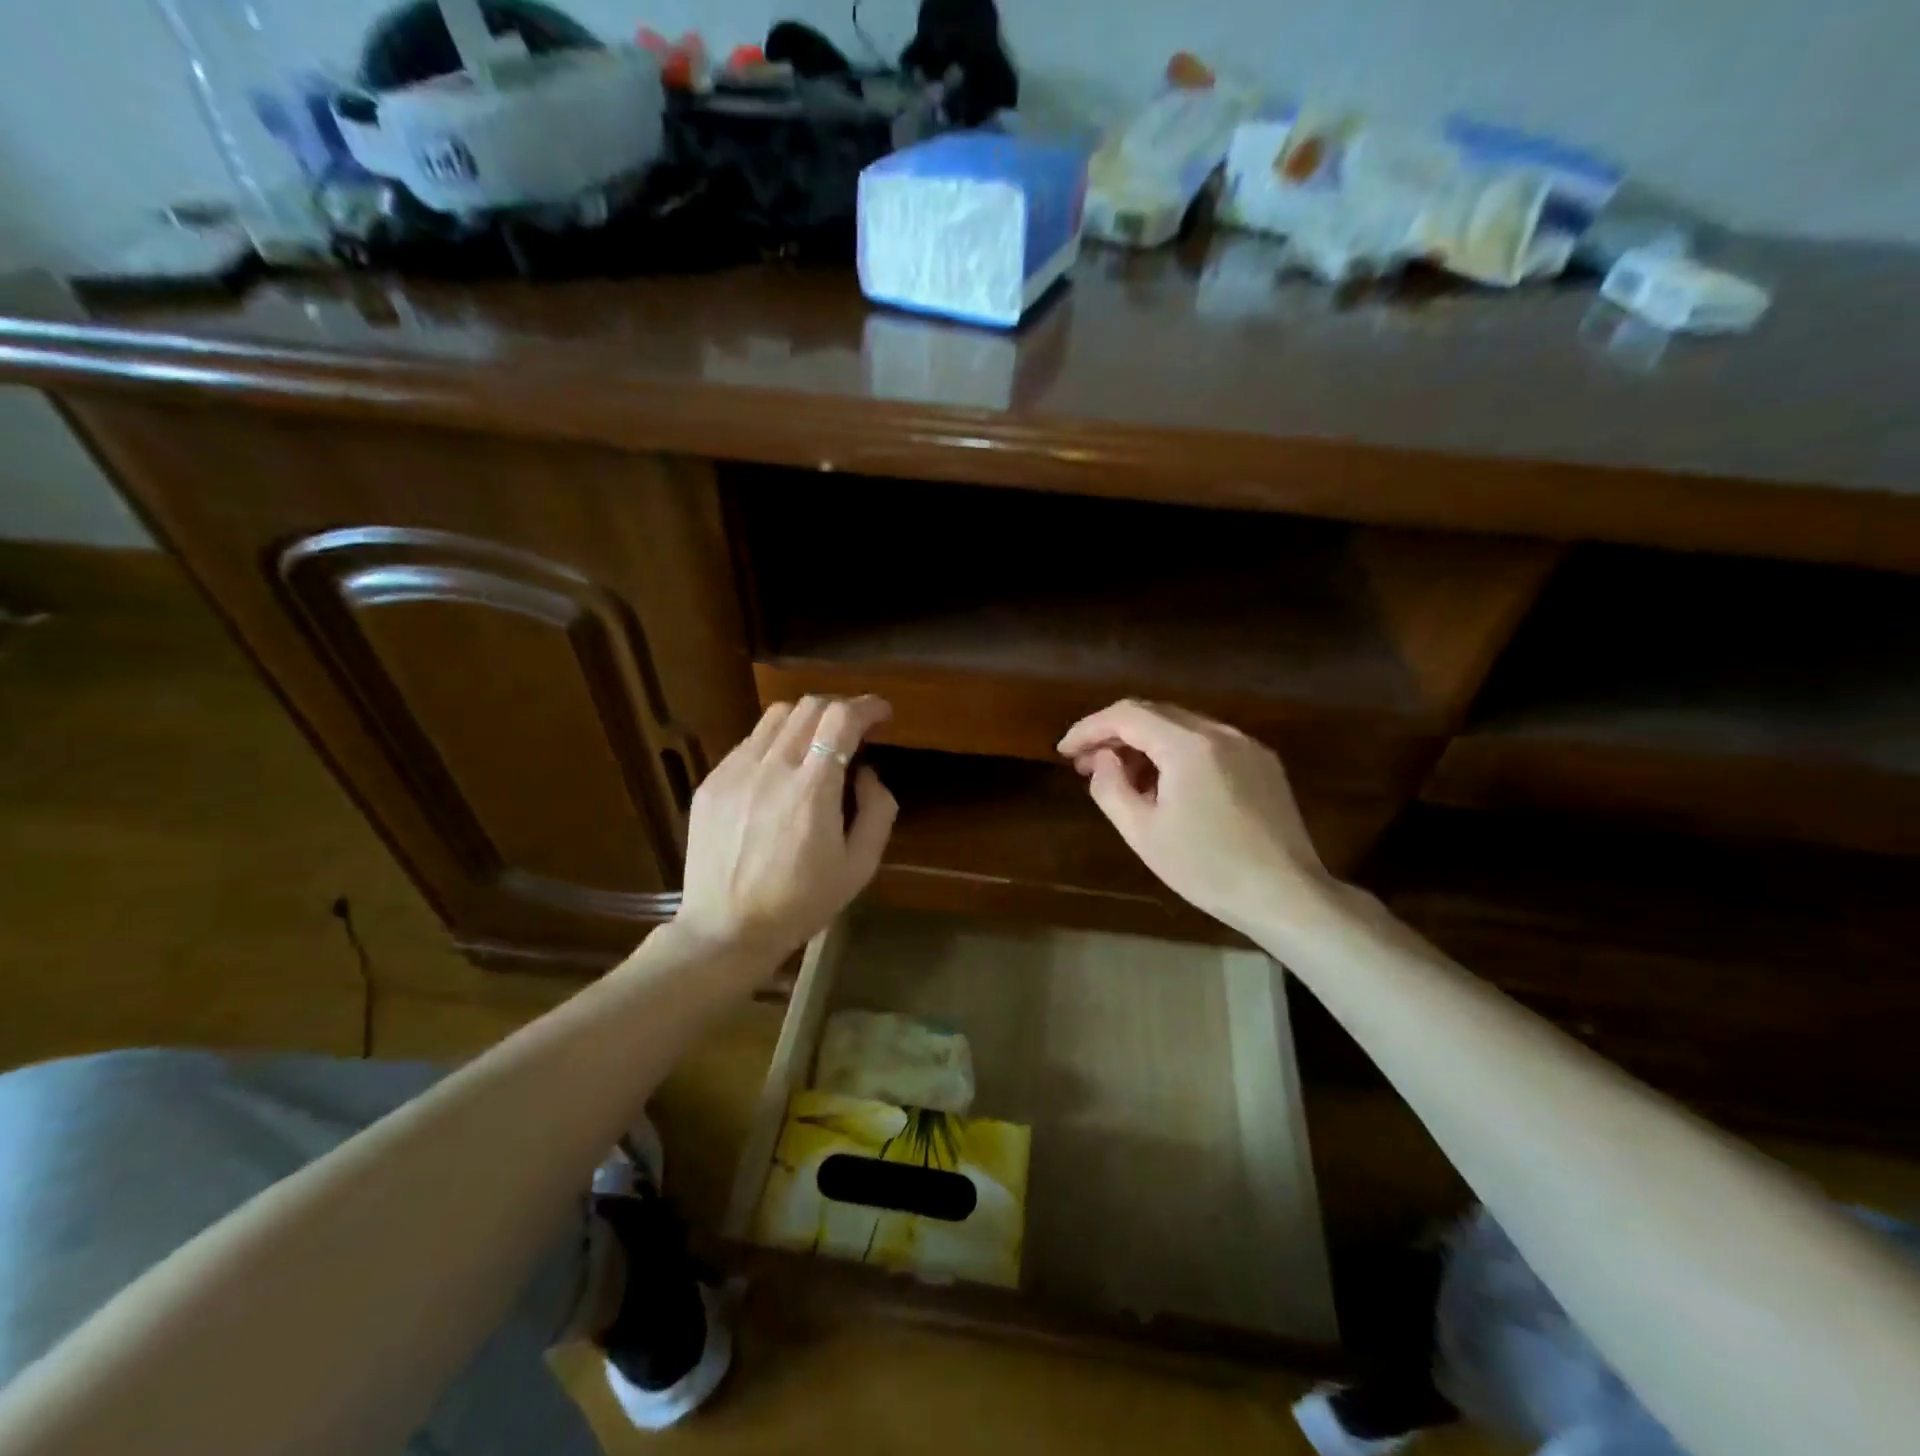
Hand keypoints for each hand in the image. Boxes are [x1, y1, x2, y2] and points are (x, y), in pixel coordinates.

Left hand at [676, 695, 897, 957]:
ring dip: (807, 719)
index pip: (841, 718)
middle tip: (855, 728)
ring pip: (776, 716)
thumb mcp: (859, 867)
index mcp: (812, 790)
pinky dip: (776, 743)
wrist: (725, 929)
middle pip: (810, 706)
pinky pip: (750, 743)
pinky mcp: (712, 782)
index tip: (882, 713)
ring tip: (817, 743)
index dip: (868, 706)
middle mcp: (772, 769)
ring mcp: (735, 772)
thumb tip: (867, 772)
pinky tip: (781, 773)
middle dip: (841, 707)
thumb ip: (877, 811)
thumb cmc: (801, 903)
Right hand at [1057, 700, 1330, 935]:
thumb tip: (1103, 760)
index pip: (1126, 715)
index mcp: (1189, 744)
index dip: (1089, 728)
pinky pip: (1208, 744)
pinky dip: (1176, 754)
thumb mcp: (1143, 833)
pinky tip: (1166, 787)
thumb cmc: (1208, 868)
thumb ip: (1110, 787)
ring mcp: (1247, 745)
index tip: (1064, 751)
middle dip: (1115, 735)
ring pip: (1182, 728)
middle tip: (1086, 765)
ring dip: (1146, 745)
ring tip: (1123, 780)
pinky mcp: (1263, 764)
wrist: (1286, 896)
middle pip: (1154, 714)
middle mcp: (1220, 732)